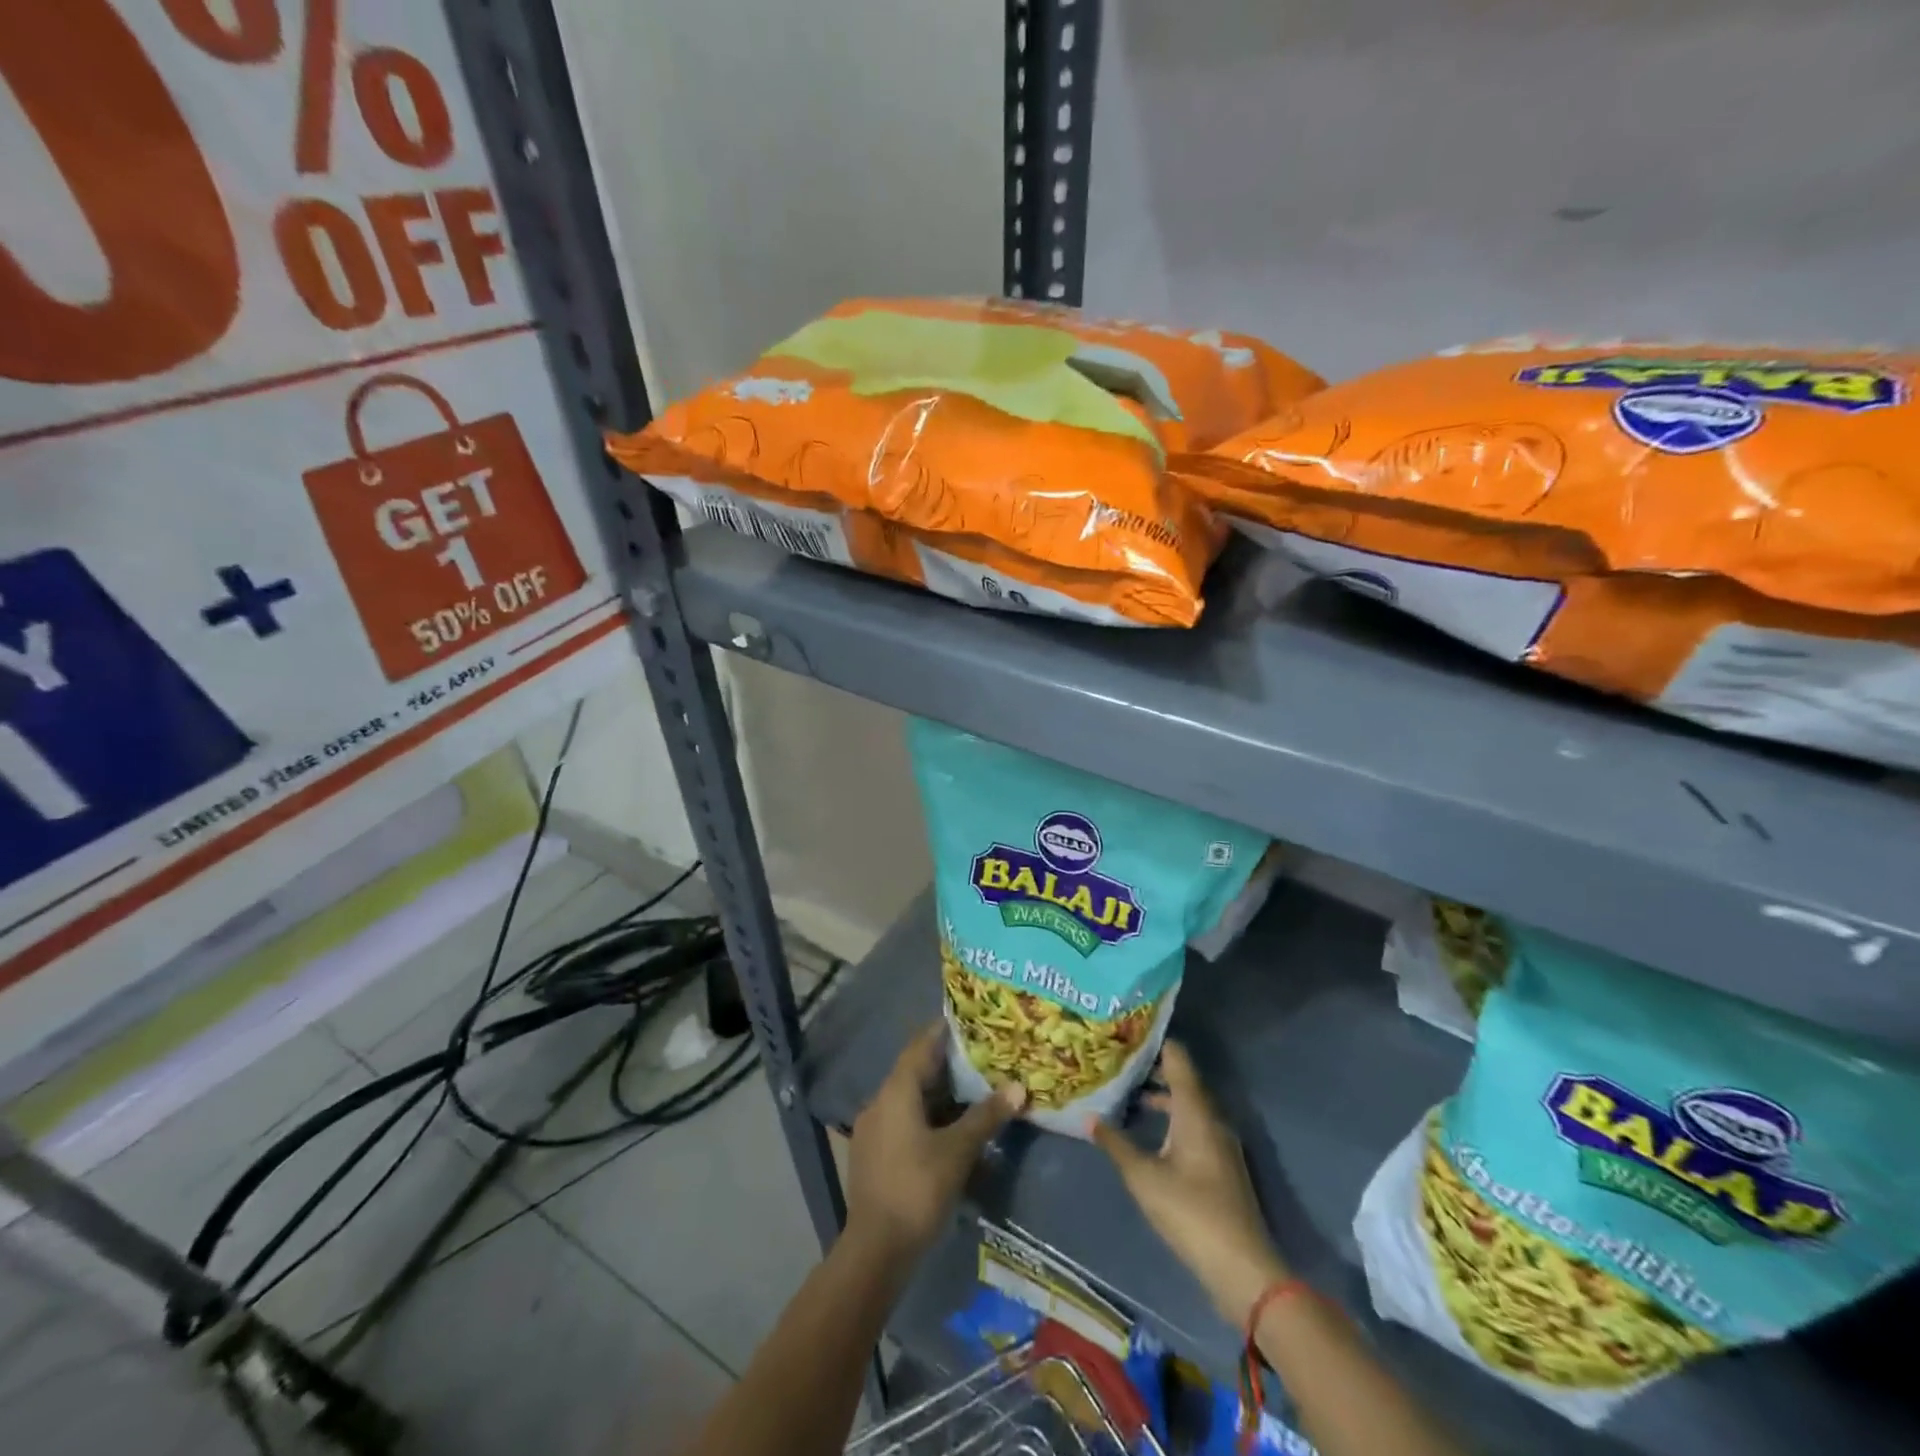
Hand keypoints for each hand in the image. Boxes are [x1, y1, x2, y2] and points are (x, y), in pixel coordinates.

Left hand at [846, 1023, 1025, 1259]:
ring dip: (938, 1095)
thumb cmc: (917, 1189)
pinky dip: (926, 1117)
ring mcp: (872, 1129)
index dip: (943, 1031)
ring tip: (970, 1092)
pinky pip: (902, 1121)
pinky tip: (947, 1131)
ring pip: (909, 1099)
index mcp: (896, 1091)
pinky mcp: (873, 1154)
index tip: (968, 1021)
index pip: (921, 1046)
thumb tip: (1018, 1088)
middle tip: (980, 1058)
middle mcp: (879, 1101)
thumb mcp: (958, 1151)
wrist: (875, 1250)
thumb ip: (986, 1116)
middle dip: (947, 1065)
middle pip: (915, 1072)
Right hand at [1090, 1041, 1286, 1327]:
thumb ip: (1116, 1144)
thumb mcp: (1144, 1177)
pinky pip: (1194, 1126)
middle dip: (1152, 1069)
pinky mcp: (1222, 1166)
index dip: (1154, 1041)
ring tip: (1127, 1094)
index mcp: (1195, 1111)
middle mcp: (1211, 1118)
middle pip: (1183, 1080)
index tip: (1126, 1032)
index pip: (1177, 1058)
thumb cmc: (1190, 1212)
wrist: (1243, 1269)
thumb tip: (1088, 1116)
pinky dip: (1171, 1119)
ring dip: (1161, 1097)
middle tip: (1118, 1061)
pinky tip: (1150, 1134)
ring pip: (1188, 1106)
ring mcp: (1220, 1143)